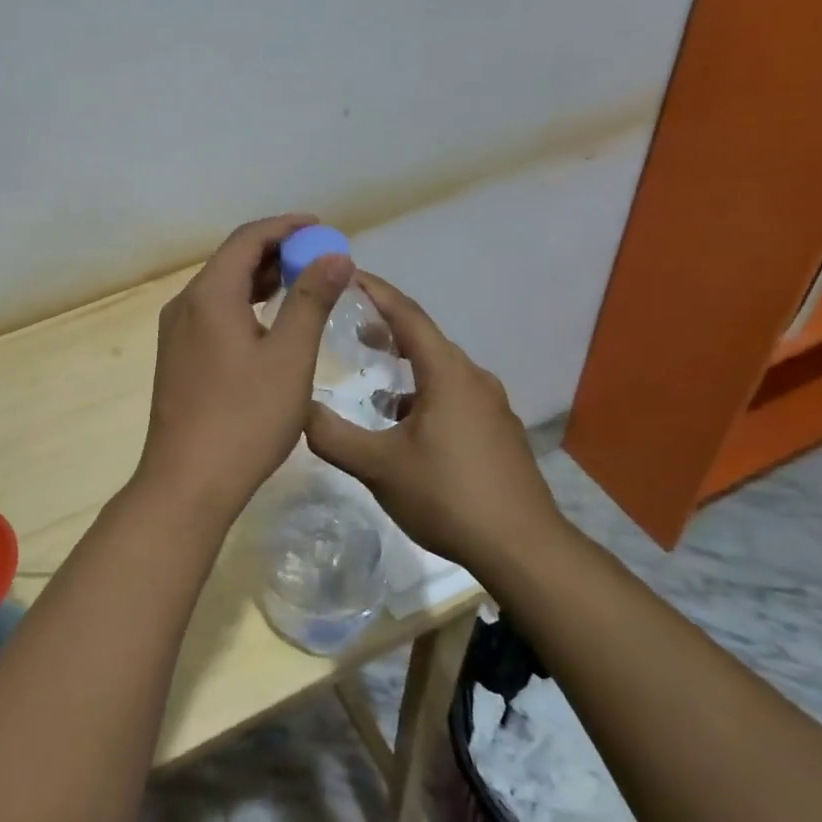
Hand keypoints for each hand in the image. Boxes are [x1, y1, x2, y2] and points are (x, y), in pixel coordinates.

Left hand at [137, 214, 352, 506]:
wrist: (187, 483)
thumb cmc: (245, 418)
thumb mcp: (290, 357)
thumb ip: (312, 300)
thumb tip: (334, 255)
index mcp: (208, 295)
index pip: (247, 238)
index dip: (286, 227)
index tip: (322, 229)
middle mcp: (185, 304)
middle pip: (232, 260)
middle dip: (277, 252)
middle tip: (320, 259)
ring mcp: (177, 333)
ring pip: (222, 288)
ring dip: (262, 280)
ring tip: (304, 284)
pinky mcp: (178, 358)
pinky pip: (214, 314)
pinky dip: (246, 306)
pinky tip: (271, 323)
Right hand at [304, 271, 565, 567]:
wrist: (523, 548)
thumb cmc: (447, 495)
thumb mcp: (378, 466)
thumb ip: (333, 435)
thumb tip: (298, 409)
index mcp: (447, 373)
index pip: (407, 315)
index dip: (376, 291)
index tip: (347, 273)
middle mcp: (472, 378)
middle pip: (425, 338)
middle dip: (386, 326)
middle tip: (349, 321)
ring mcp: (491, 405)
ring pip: (439, 369)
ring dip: (405, 363)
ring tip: (373, 371)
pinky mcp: (497, 431)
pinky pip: (453, 393)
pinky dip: (422, 391)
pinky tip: (403, 421)